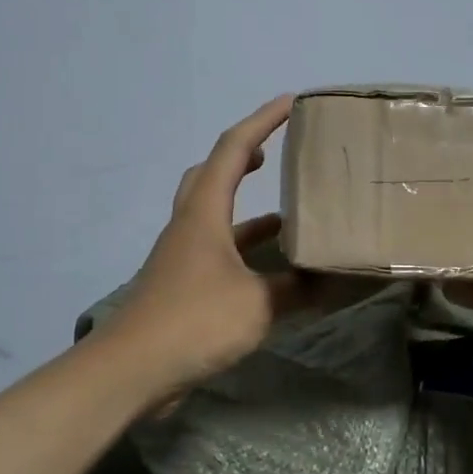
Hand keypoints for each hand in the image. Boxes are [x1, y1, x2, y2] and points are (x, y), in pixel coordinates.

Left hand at [103, 95, 313, 403]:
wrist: (131, 371)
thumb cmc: (194, 321)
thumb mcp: (258, 303)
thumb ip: (300, 288)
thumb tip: (341, 280)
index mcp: (204, 213)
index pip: (232, 150)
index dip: (262, 121)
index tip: (290, 103)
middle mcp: (189, 226)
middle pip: (212, 174)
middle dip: (244, 156)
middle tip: (275, 152)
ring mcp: (182, 257)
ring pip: (214, 215)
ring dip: (247, 209)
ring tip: (289, 213)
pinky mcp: (181, 286)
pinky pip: (218, 251)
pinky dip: (244, 249)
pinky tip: (270, 270)